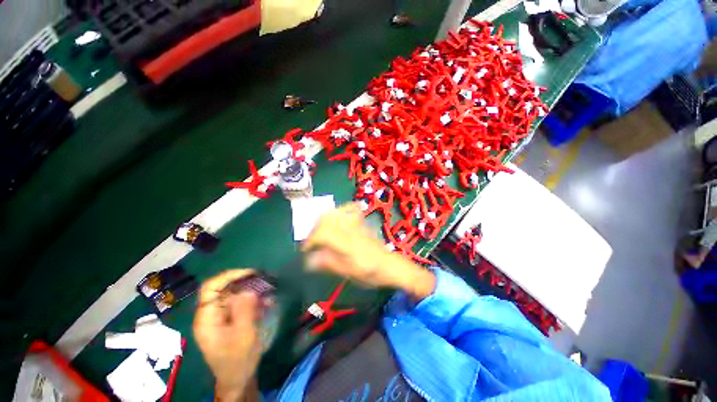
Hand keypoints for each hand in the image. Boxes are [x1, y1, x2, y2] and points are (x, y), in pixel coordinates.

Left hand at [193, 270, 261, 401]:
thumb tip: (247, 290)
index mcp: (207, 318)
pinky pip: (242, 302)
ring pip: (235, 293)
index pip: (210, 288)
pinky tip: (268, 302)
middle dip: (245, 281)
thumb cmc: (238, 359)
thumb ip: (244, 311)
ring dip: (253, 289)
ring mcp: (221, 315)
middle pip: (223, 288)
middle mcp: (211, 313)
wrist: (238, 377)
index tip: (251, 273)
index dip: (229, 276)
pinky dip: (255, 299)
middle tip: (265, 279)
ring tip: (270, 290)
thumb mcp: (243, 335)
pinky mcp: (230, 318)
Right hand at [302, 203, 435, 299]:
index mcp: (348, 244)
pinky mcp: (362, 222)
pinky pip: (349, 209)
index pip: (323, 233)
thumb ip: (330, 263)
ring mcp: (358, 224)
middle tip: (312, 242)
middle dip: (314, 230)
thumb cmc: (371, 272)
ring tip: (320, 233)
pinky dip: (339, 212)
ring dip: (323, 221)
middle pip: (327, 220)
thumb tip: (309, 260)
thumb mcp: (350, 273)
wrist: (391, 265)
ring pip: (335, 213)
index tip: (305, 249)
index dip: (311, 239)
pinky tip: (336, 220)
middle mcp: (352, 230)